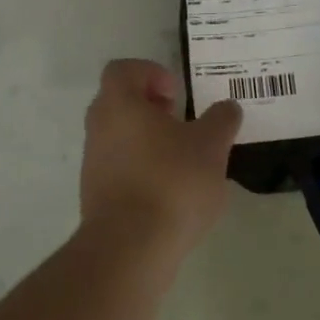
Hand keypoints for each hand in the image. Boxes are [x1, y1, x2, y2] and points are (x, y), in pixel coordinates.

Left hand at [79, 59, 242, 255]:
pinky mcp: (95, 197)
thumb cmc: (171, 182)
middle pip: (120, 102)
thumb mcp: (211, 145)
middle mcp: (98, 128)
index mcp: (119, 104)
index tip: (177, 94)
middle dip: (153, 108)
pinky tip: (171, 193)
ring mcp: (93, 164)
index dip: (151, 73)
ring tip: (184, 161)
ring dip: (149, 141)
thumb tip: (227, 108)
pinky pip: (120, 169)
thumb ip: (221, 120)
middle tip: (182, 123)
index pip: (123, 69)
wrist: (130, 249)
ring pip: (120, 137)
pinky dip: (143, 170)